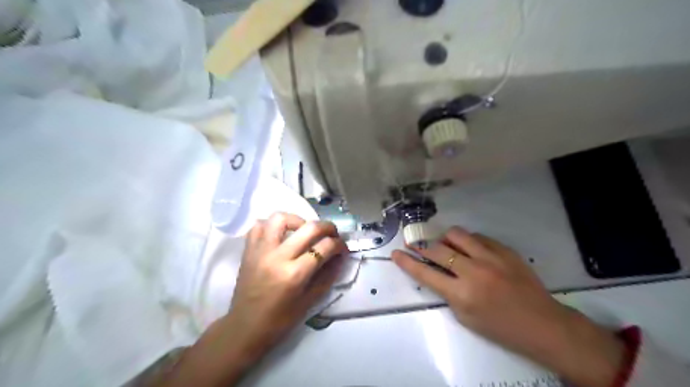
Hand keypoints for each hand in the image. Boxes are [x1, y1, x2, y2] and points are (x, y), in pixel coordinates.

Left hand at [229, 212, 347, 358]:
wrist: (244, 328)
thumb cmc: (280, 320)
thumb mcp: (309, 302)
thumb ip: (327, 276)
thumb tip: (340, 257)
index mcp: (294, 274)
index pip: (324, 247)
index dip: (339, 244)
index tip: (343, 247)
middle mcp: (277, 257)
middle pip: (309, 228)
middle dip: (327, 227)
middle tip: (332, 233)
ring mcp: (260, 251)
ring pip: (281, 218)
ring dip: (298, 220)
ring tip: (303, 230)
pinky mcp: (248, 250)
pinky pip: (259, 226)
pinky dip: (272, 226)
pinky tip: (281, 235)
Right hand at [393, 226, 625, 386]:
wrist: (543, 324)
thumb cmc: (500, 327)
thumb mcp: (466, 317)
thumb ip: (448, 292)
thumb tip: (437, 271)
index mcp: (462, 295)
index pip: (425, 274)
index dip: (407, 262)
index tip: (395, 253)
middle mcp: (473, 272)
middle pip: (437, 250)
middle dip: (421, 246)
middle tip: (415, 243)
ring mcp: (491, 258)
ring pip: (457, 235)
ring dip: (445, 239)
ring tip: (445, 245)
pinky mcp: (504, 250)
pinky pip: (478, 237)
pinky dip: (467, 241)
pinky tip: (469, 248)